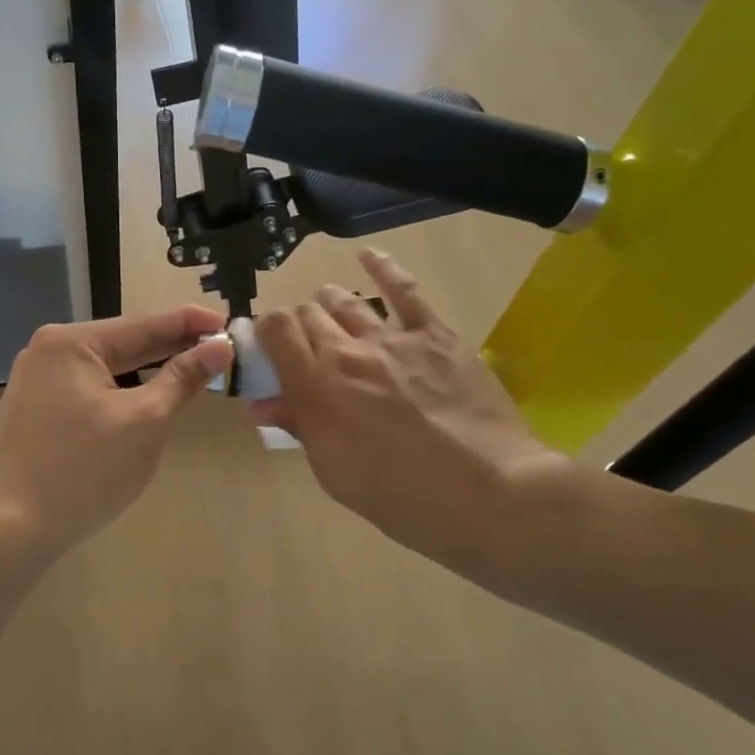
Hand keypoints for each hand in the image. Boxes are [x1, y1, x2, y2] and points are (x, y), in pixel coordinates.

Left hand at [0, 307, 233, 558]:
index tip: (229, 323)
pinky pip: (88, 389)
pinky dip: (121, 390)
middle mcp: (48, 351)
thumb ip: (183, 378)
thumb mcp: (146, 420)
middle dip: (172, 347)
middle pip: (124, 343)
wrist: (12, 530)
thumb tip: (219, 347)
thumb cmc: (86, 470)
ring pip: (106, 368)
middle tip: (219, 349)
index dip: (191, 323)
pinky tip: (146, 398)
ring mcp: (35, 381)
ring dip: (148, 370)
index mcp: (72, 342)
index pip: (146, 324)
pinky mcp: (33, 411)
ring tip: (191, 371)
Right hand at [252, 250, 564, 577]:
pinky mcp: (436, 335)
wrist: (488, 495)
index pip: (275, 330)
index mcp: (316, 387)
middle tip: (308, 349)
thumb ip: (300, 427)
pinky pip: (404, 290)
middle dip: (300, 327)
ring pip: (346, 302)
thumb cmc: (402, 498)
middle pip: (308, 314)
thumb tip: (267, 402)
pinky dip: (382, 268)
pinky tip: (368, 256)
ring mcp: (394, 339)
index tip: (270, 349)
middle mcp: (347, 352)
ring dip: (330, 304)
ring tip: (329, 310)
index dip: (266, 333)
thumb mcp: (334, 473)